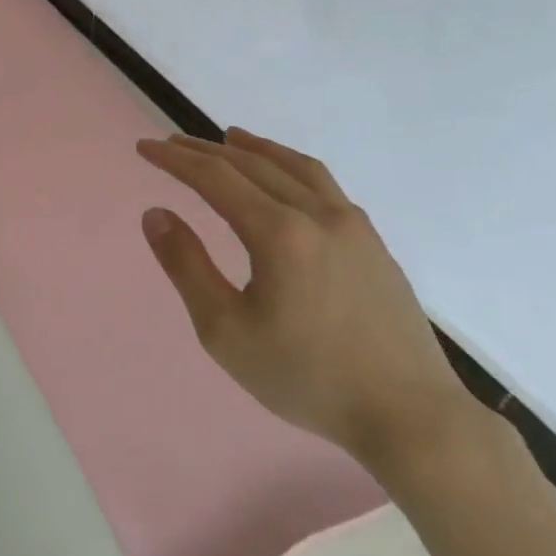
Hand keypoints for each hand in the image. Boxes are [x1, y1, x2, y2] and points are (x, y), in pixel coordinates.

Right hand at [137, 128, 474, 481]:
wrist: (411, 418)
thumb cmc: (308, 378)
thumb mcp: (226, 332)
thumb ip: (186, 266)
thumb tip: (156, 214)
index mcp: (278, 232)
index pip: (214, 177)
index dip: (175, 159)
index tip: (145, 148)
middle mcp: (315, 213)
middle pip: (250, 164)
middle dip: (205, 150)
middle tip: (172, 144)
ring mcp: (351, 224)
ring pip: (293, 166)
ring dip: (254, 149)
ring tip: (229, 138)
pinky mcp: (372, 242)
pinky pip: (323, 183)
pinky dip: (290, 166)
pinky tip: (286, 178)